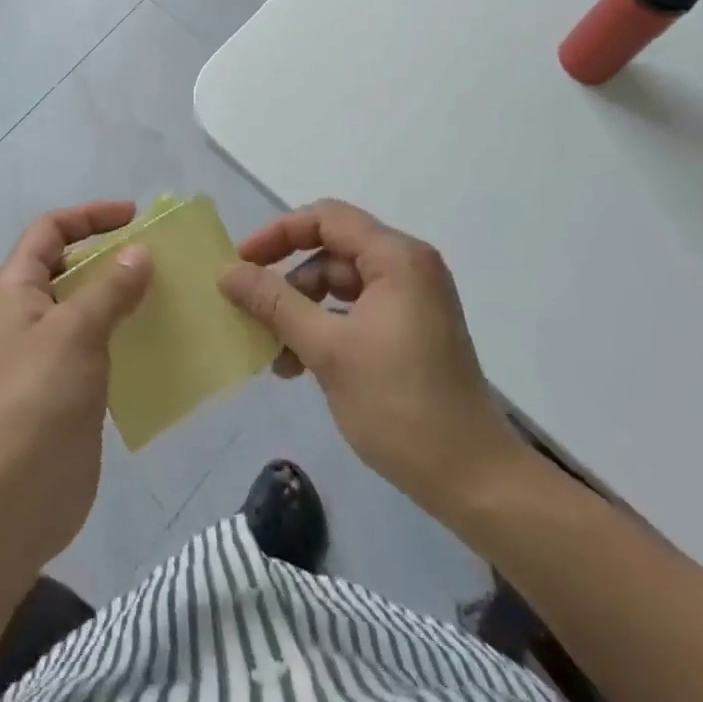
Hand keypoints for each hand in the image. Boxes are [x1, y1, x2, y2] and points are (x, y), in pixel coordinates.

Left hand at [0, 201, 152, 574]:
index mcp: (20, 287)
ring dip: (128, 297)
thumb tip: (140, 252)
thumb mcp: (74, 331)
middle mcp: (34, 313)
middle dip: (114, 256)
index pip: (51, 230)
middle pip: (74, 266)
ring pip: (93, 308)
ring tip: (174, 294)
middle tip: (163, 257)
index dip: (89, 216)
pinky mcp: (74, 391)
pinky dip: (132, 337)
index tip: (134, 218)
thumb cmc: (35, 400)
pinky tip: (166, 342)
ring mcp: (54, 354)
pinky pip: (106, 348)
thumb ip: (110, 289)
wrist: (8, 503)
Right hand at [219, 200, 525, 522]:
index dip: (278, 234)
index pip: (325, 218)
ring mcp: (412, 300)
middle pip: (331, 250)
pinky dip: (325, 328)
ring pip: (340, 284)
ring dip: (302, 310)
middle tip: (249, 306)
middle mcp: (407, 267)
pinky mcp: (411, 330)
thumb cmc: (399, 406)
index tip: (242, 263)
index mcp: (396, 257)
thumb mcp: (327, 350)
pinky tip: (298, 365)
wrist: (475, 482)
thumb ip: (274, 303)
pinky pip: (356, 310)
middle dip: (287, 279)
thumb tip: (227, 272)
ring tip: (273, 351)